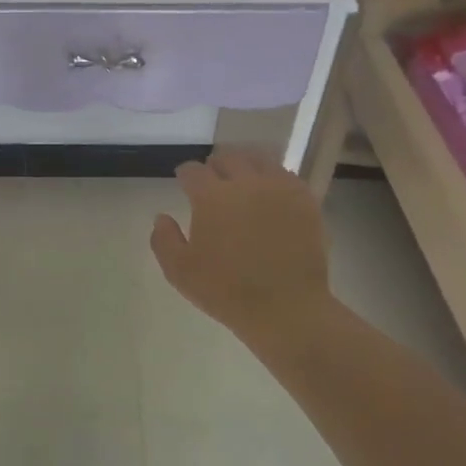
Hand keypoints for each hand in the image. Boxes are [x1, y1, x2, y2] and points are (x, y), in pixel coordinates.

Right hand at [151, 151, 335, 348]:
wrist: (286, 307)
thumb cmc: (226, 291)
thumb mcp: (180, 272)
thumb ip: (164, 240)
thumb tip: (161, 217)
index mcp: (211, 196)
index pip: (193, 171)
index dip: (185, 173)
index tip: (184, 180)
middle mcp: (245, 183)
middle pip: (227, 157)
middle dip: (215, 165)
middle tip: (213, 178)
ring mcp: (278, 188)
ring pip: (259, 159)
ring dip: (245, 164)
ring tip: (242, 178)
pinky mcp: (304, 200)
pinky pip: (286, 175)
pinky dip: (273, 177)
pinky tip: (270, 190)